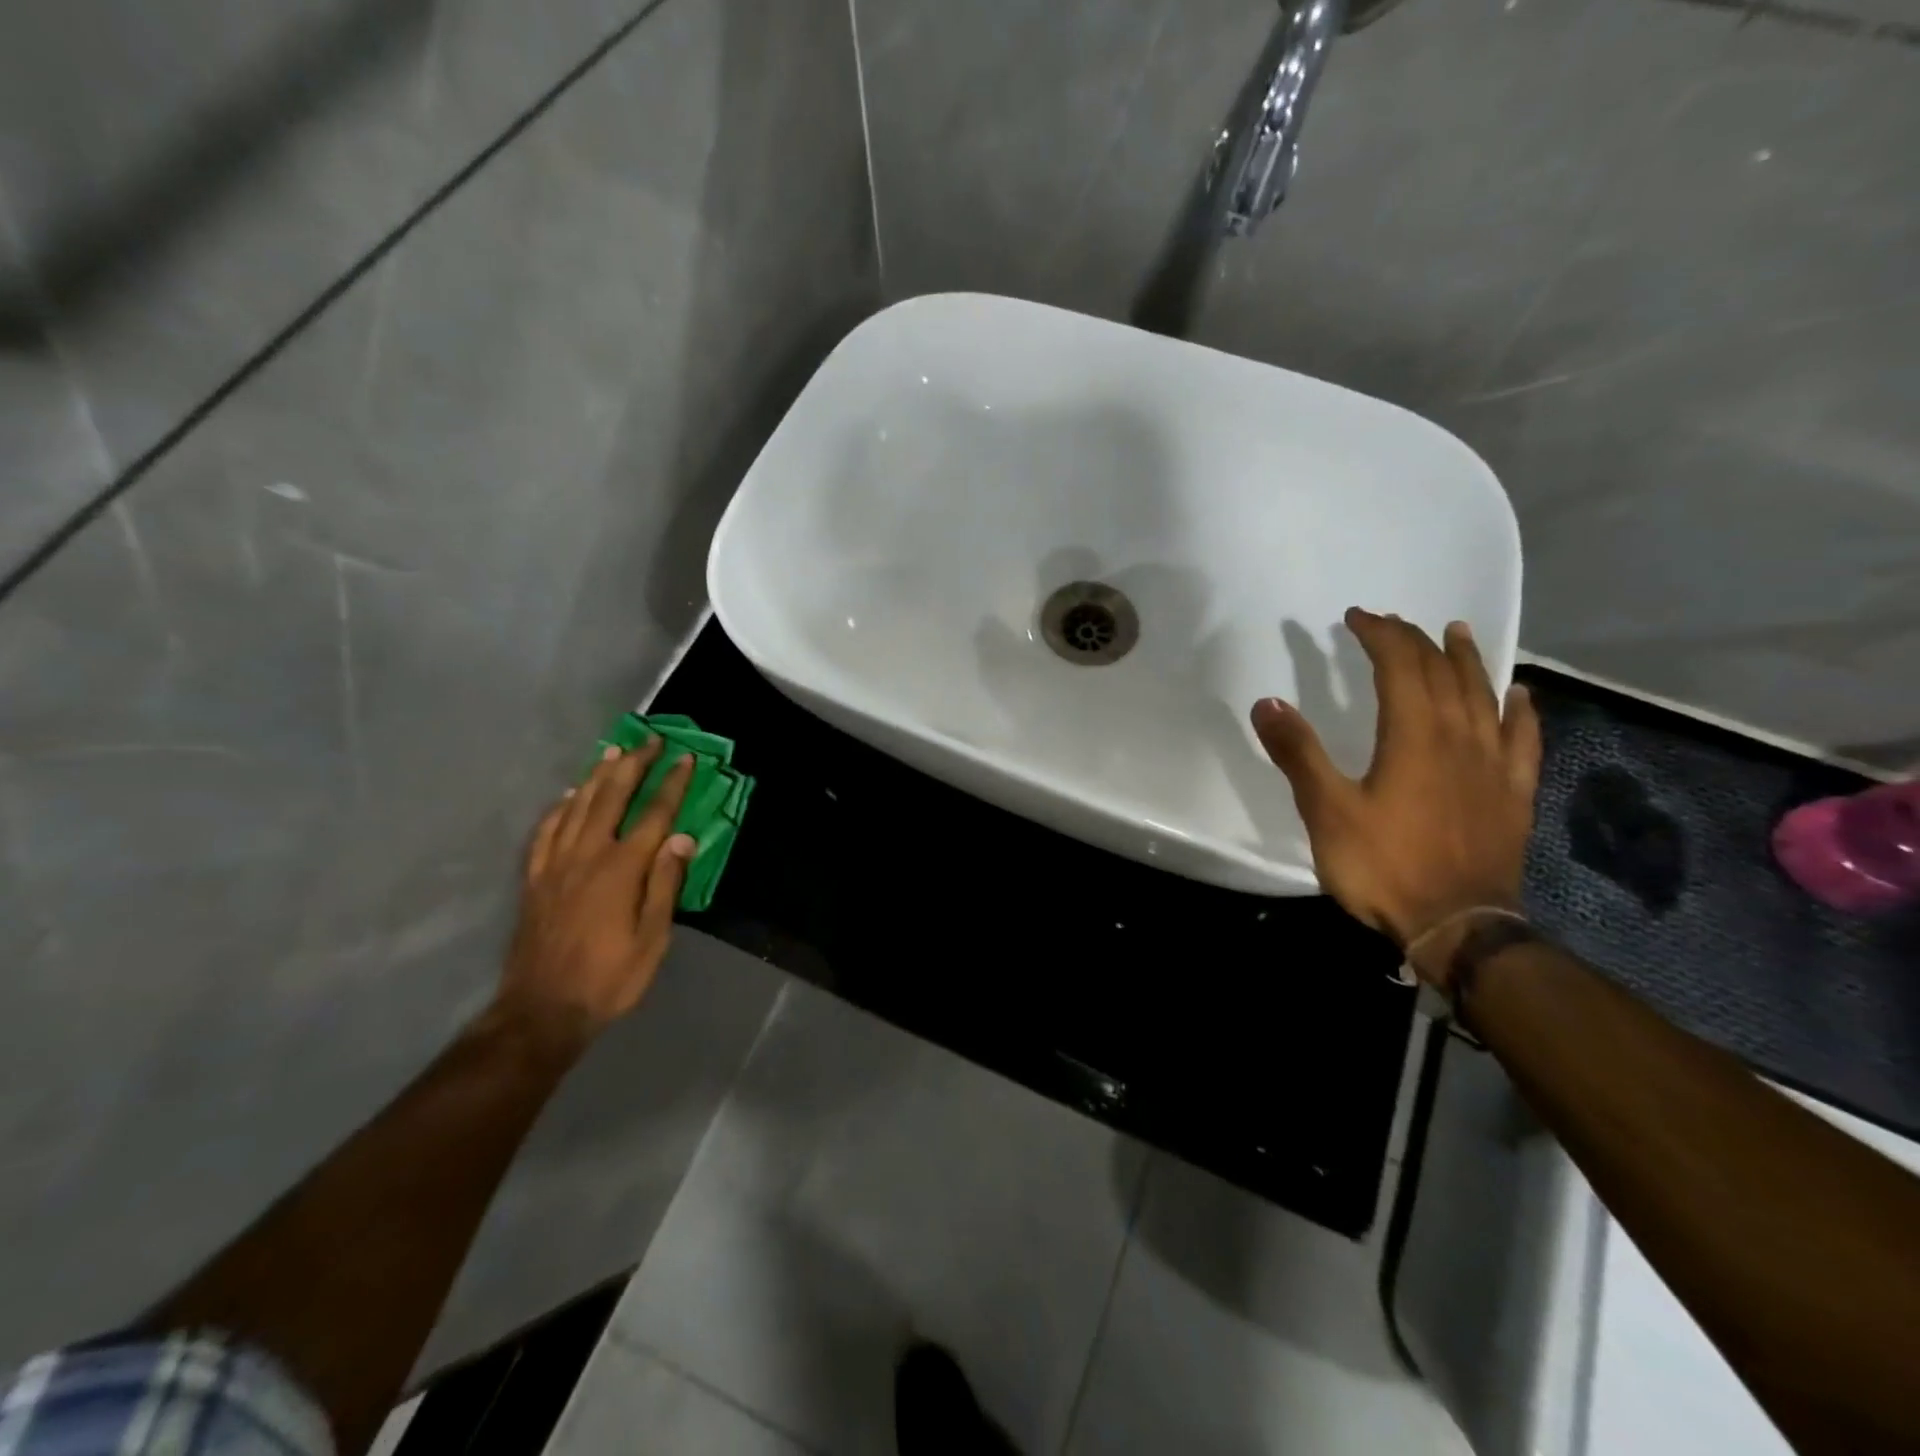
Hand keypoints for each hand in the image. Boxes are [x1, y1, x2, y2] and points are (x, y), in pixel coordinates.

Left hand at [496, 741, 696, 1046]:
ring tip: (613, 753)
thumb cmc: (609, 978)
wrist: (541, 1010)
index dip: (671, 784)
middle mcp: (587, 856)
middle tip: (649, 740)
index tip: (686, 759)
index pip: (653, 816)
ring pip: (577, 807)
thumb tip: (682, 839)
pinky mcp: (534, 879)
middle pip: (612, 799)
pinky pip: (546, 831)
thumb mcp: (652, 940)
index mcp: (621, 870)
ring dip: (598, 776)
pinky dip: (560, 807)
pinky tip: (569, 796)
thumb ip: (665, 885)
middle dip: (633, 766)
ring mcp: (555, 865)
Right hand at [1251, 608, 1541, 967]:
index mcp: (1413, 736)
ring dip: (1467, 660)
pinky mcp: (1512, 794)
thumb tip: (1267, 702)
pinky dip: (1519, 709)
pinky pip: (1523, 738)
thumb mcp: (1326, 811)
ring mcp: (1493, 765)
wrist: (1458, 925)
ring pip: (1484, 695)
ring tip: (1457, 633)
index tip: (1357, 617)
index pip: (1400, 666)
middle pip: (1442, 672)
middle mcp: (1460, 737)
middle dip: (1415, 640)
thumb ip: (1298, 754)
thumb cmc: (1384, 865)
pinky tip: (1518, 695)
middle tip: (1391, 623)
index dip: (1379, 635)